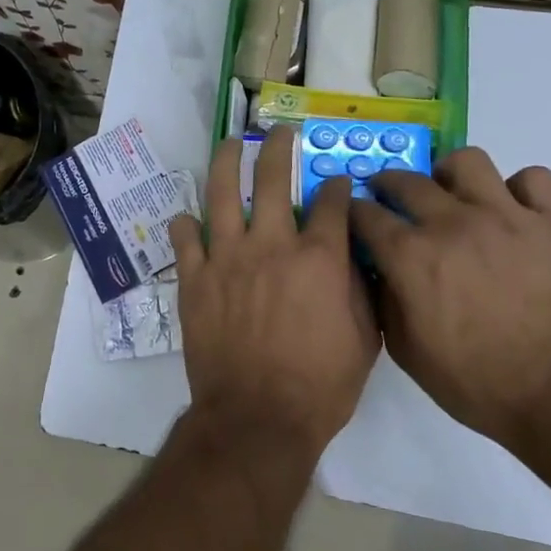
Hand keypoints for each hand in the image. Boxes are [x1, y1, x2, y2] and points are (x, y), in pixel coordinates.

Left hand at [170, 127, 380, 455]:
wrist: (258, 418)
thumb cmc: (320, 386)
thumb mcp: (365, 340)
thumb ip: (361, 290)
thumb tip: (357, 257)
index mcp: (318, 257)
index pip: (331, 203)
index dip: (337, 186)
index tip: (337, 181)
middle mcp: (271, 244)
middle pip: (273, 178)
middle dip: (278, 147)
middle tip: (278, 132)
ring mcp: (227, 257)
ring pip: (223, 193)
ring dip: (227, 162)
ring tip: (230, 144)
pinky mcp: (194, 278)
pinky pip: (185, 238)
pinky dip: (186, 224)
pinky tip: (190, 217)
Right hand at [350, 148, 550, 449]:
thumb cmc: (477, 382)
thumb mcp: (407, 352)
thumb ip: (384, 300)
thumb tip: (378, 268)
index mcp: (411, 256)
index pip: (364, 213)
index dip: (353, 212)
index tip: (355, 218)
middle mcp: (452, 223)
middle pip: (406, 180)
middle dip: (388, 185)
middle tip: (392, 199)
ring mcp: (506, 216)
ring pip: (467, 161)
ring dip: (450, 175)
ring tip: (454, 196)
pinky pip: (534, 178)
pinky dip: (519, 189)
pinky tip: (513, 211)